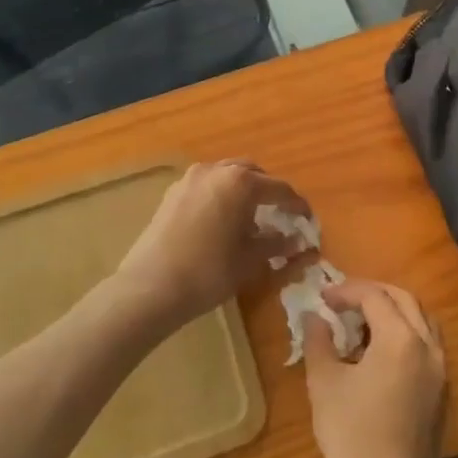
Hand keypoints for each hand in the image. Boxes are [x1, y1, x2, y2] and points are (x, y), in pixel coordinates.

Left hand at [110, 160, 312, 328]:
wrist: (150, 287)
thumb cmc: (209, 272)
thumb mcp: (250, 260)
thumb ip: (276, 244)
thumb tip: (298, 240)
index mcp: (241, 182)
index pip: (279, 189)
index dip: (297, 205)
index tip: (307, 219)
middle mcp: (216, 170)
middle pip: (251, 173)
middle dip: (268, 191)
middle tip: (279, 214)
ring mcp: (190, 179)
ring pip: (226, 175)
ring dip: (242, 190)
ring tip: (249, 217)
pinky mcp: (172, 193)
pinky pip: (206, 186)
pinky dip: (220, 195)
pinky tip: (221, 220)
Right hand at [305, 280, 446, 457]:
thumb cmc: (351, 434)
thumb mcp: (324, 382)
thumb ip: (319, 340)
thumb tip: (314, 317)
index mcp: (400, 338)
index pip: (374, 296)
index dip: (346, 291)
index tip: (322, 298)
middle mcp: (428, 346)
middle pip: (404, 299)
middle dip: (372, 293)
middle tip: (343, 301)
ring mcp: (441, 369)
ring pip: (422, 320)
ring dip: (393, 311)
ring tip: (362, 323)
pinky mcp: (443, 391)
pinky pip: (428, 345)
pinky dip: (406, 334)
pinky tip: (380, 353)